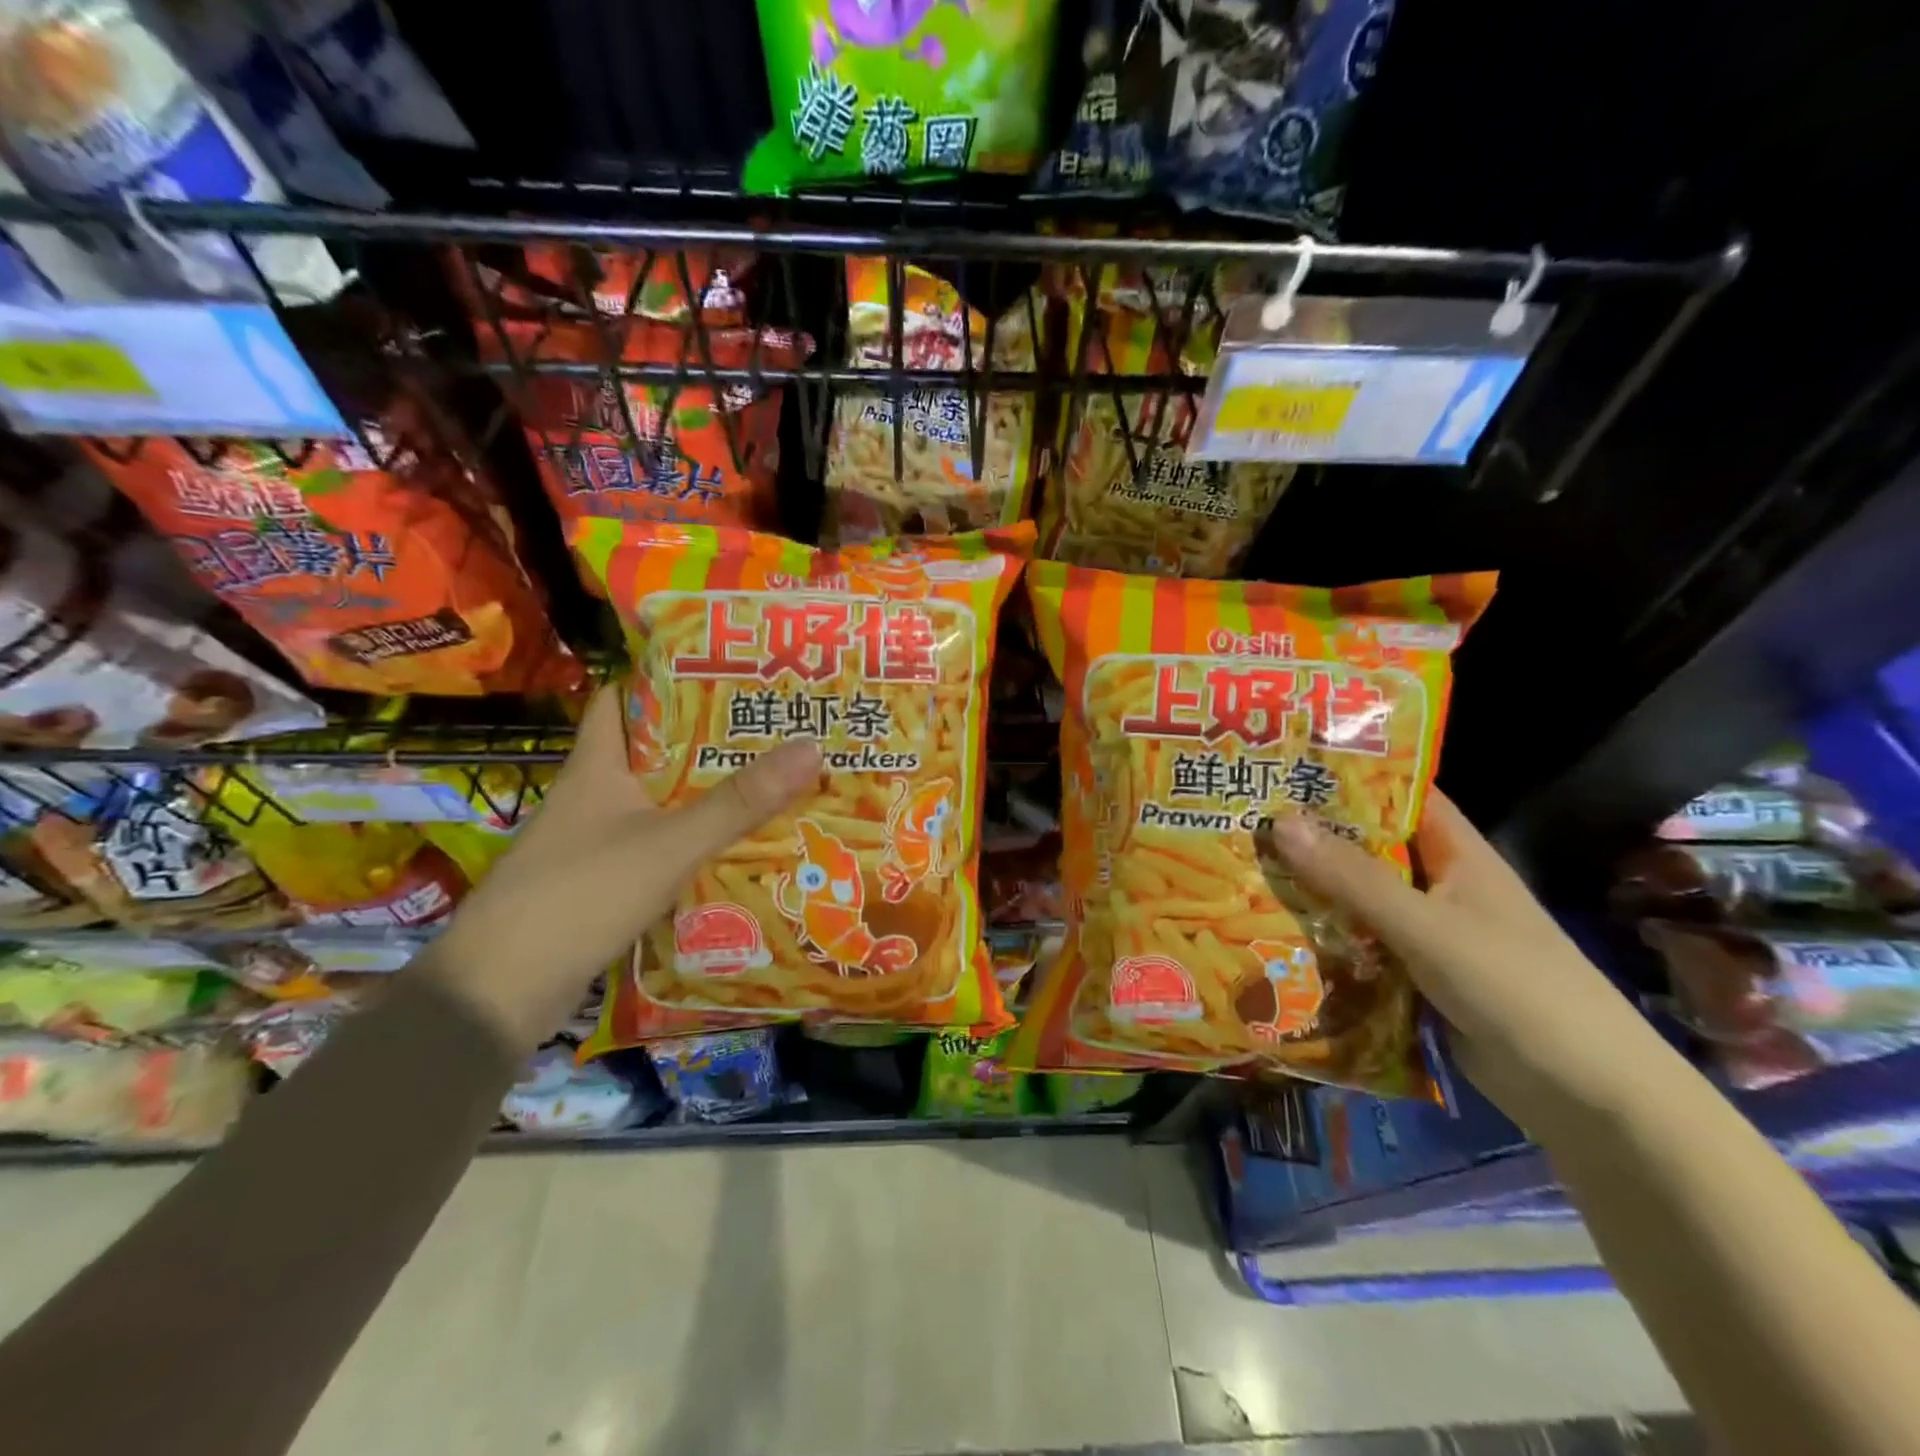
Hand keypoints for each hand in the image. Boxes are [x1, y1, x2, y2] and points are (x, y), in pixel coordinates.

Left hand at [416, 688, 820, 1050]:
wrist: (500, 992)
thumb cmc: (581, 894)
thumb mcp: (671, 842)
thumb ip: (739, 802)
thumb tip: (811, 747)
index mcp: (595, 768)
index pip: (619, 701)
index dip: (660, 679)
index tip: (718, 673)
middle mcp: (590, 797)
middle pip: (649, 752)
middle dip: (703, 740)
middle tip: (765, 730)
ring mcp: (590, 843)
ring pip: (654, 803)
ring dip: (700, 794)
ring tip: (763, 781)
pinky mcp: (597, 884)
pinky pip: (653, 847)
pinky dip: (688, 841)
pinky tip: (729, 847)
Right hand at [1268, 792, 1674, 1128]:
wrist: (1589, 1099)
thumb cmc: (1517, 989)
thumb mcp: (1427, 926)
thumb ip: (1353, 878)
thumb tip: (1279, 820)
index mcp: (1456, 855)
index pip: (1399, 795)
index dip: (1348, 776)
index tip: (1284, 765)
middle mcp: (1439, 886)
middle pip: (1368, 849)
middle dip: (1311, 837)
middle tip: (1240, 821)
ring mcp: (1427, 935)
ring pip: (1357, 901)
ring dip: (1310, 893)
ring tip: (1238, 873)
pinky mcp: (1414, 979)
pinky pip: (1359, 948)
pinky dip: (1323, 942)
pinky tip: (1271, 937)